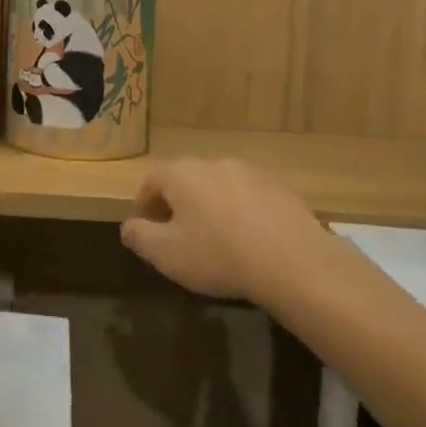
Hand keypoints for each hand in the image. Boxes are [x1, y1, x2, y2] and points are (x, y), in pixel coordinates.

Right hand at [120, 159, 339, 303]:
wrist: (296, 263)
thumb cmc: (218, 255)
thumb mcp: (165, 254)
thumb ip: (138, 236)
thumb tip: (129, 226)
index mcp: (181, 173)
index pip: (151, 180)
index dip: (144, 203)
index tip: (147, 227)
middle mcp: (214, 163)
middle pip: (186, 179)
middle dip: (178, 203)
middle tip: (179, 234)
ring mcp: (252, 172)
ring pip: (219, 186)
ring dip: (212, 206)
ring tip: (216, 238)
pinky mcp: (282, 189)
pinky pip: (250, 197)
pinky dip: (242, 213)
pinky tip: (249, 241)